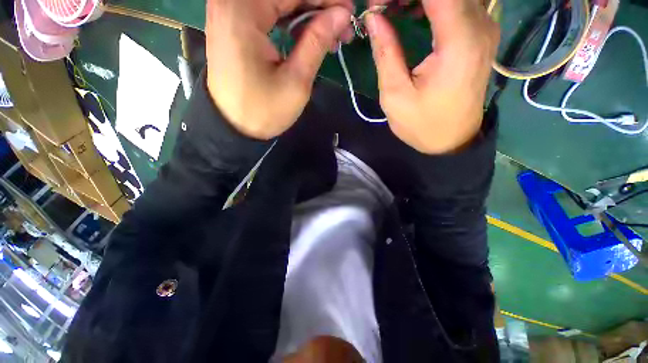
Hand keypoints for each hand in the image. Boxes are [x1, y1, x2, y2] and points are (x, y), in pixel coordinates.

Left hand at [205, 0, 353, 139]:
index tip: (350, 13)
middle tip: (343, 28)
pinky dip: (291, 20)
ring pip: (278, 1)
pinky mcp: (233, 24)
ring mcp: (229, 10)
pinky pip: (268, 11)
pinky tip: (309, 36)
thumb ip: (317, 41)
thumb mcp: (296, 80)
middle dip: (318, 6)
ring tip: (330, 36)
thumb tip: (342, 15)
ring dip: (307, 14)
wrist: (234, 128)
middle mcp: (231, 0)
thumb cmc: (264, 110)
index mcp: (243, 10)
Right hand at [366, 0, 499, 153]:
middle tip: (383, 9)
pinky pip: (458, 3)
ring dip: (421, 0)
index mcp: (458, 42)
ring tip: (393, 10)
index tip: (379, 5)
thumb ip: (386, 52)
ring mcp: (484, 28)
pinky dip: (433, 4)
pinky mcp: (481, 34)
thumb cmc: (422, 124)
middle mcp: (479, 25)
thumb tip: (374, 17)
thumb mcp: (395, 95)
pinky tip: (414, 14)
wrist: (452, 140)